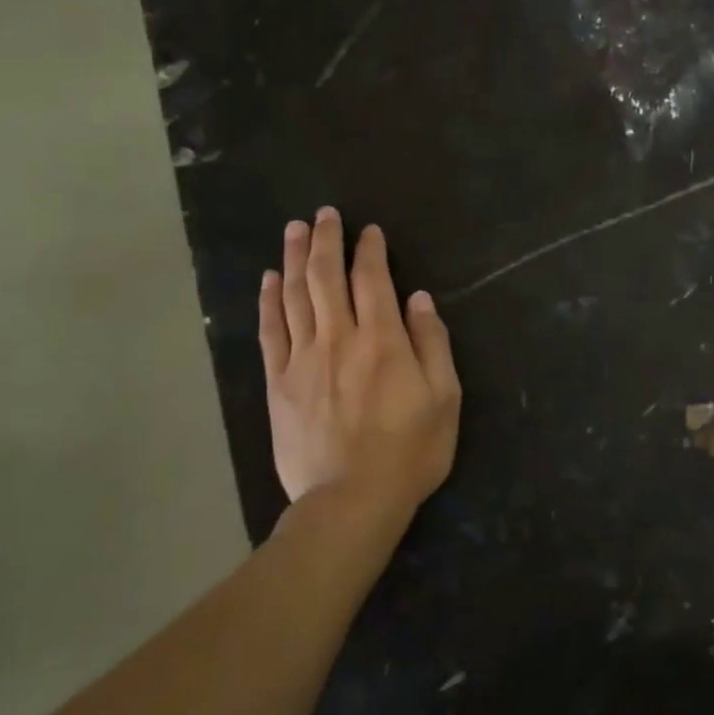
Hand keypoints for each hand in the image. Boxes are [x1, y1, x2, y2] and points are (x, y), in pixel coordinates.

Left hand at [257, 208, 461, 523]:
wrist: (351, 501)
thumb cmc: (410, 451)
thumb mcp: (445, 398)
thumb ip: (432, 344)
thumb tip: (419, 299)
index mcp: (383, 340)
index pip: (373, 279)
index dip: (370, 250)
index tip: (369, 230)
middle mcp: (339, 338)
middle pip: (326, 277)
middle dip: (326, 240)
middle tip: (324, 213)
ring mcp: (303, 360)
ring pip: (295, 296)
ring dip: (294, 258)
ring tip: (294, 230)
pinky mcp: (278, 384)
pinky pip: (270, 332)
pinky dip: (269, 301)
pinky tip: (268, 280)